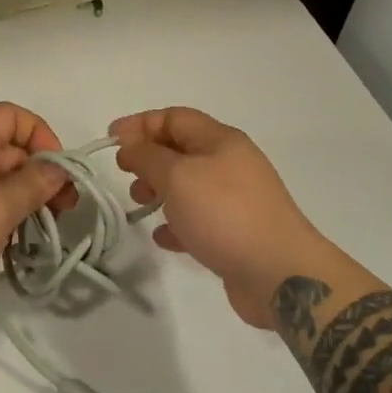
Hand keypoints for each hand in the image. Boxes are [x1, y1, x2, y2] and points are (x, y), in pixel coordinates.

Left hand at [0, 103, 71, 327]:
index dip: (40, 136)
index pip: (11, 116)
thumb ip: (33, 185)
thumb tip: (57, 169)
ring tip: (39, 233)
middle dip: (37, 175)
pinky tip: (9, 246)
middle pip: (5, 149)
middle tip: (63, 212)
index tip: (57, 173)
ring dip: (20, 200)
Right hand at [111, 107, 330, 327]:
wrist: (281, 274)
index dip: (140, 124)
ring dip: (160, 190)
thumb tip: (131, 146)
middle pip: (181, 149)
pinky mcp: (238, 233)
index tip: (111, 140)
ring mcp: (237, 199)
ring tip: (139, 205)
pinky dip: (178, 222)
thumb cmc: (224, 213)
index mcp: (220, 140)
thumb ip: (148, 156)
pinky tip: (163, 238)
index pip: (174, 118)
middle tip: (124, 174)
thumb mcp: (177, 176)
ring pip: (189, 184)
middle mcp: (231, 163)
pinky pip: (200, 218)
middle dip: (149, 158)